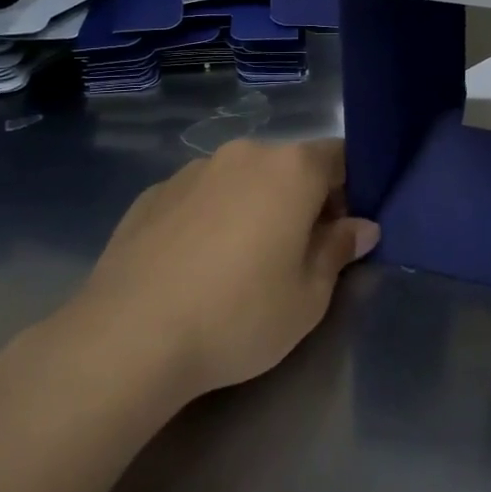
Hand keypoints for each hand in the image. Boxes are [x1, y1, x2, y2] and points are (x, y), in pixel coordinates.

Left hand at [63, 139, 379, 404]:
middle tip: (297, 253)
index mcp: (291, 169)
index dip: (350, 189)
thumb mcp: (309, 297)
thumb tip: (361, 226)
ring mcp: (192, 170)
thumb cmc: (238, 315)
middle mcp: (243, 154)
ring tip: (239, 262)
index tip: (343, 230)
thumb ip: (339, 250)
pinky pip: (200, 196)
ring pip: (241, 179)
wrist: (129, 337)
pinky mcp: (152, 193)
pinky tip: (195, 265)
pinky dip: (210, 217)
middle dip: (302, 199)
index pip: (339, 157)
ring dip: (254, 206)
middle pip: (289, 165)